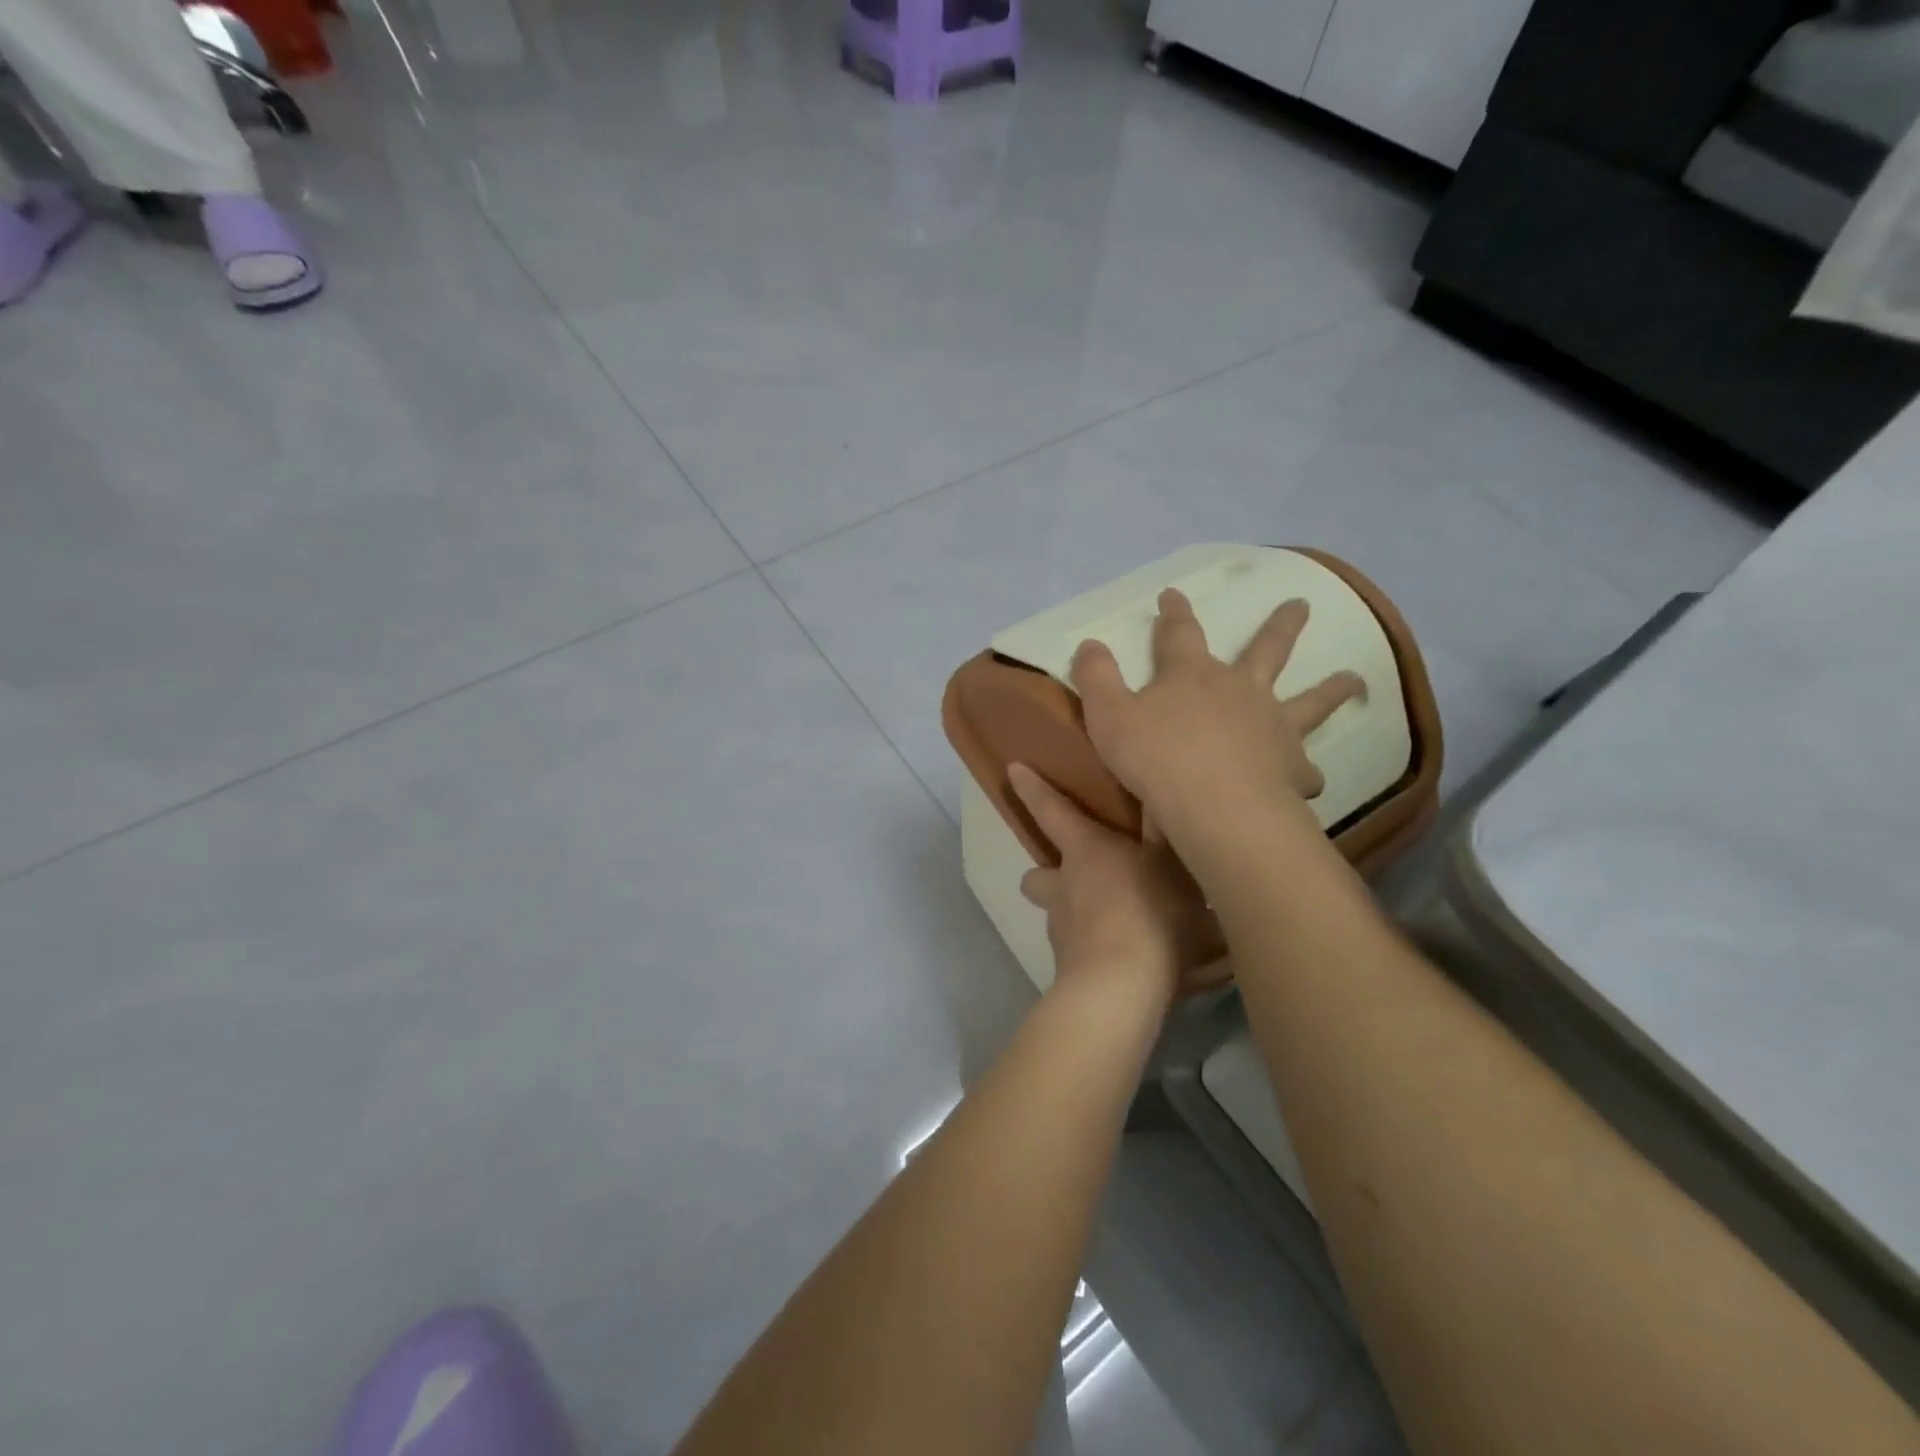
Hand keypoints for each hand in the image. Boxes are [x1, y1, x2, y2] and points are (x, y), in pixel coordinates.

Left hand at [1010, 763, 1222, 1000]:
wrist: (1122, 985)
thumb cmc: (1149, 910)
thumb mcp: (1170, 863)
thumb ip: (1163, 830)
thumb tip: (1156, 791)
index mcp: (1085, 851)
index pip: (1052, 811)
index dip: (1033, 789)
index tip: (1013, 770)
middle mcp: (1063, 887)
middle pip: (1037, 877)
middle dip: (1047, 876)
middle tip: (1078, 881)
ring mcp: (1062, 931)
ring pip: (1058, 917)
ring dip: (1077, 917)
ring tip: (1120, 928)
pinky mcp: (1070, 969)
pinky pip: (1079, 953)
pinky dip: (1097, 952)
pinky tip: (1131, 963)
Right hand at [1070, 589, 1362, 849]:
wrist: (1213, 804)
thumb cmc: (1155, 757)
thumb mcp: (1107, 714)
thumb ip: (1097, 677)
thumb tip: (1090, 643)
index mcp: (1192, 675)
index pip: (1180, 632)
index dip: (1174, 612)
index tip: (1173, 593)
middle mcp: (1240, 690)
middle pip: (1265, 650)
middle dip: (1279, 626)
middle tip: (1302, 604)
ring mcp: (1273, 726)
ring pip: (1310, 700)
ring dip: (1331, 688)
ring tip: (1354, 678)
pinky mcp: (1291, 767)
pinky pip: (1306, 768)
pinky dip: (1308, 771)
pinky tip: (1313, 778)